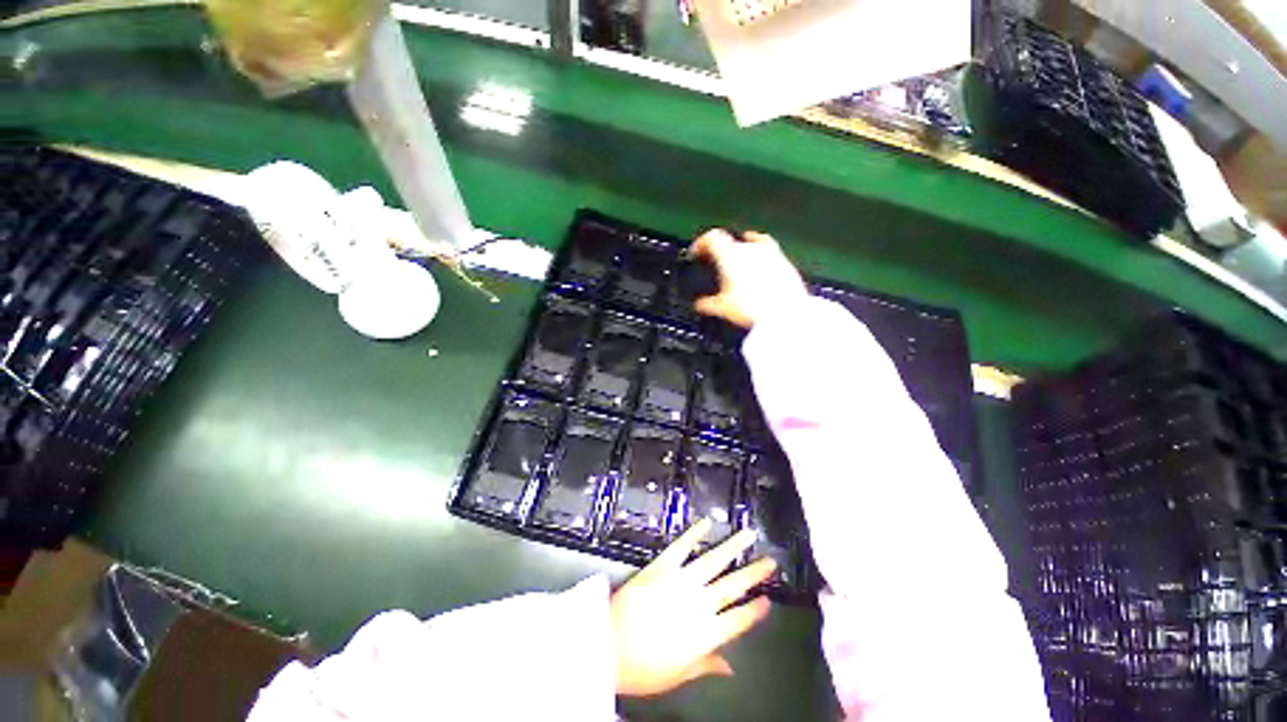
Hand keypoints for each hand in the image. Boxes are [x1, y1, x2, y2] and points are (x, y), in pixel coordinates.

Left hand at [611, 520, 775, 696]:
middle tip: (770, 560)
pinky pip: (682, 546)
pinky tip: (706, 522)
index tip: (768, 599)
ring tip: (749, 534)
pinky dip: (694, 533)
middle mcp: (699, 604)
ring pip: (713, 561)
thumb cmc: (642, 668)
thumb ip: (707, 665)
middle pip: (732, 586)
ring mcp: (681, 580)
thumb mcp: (678, 675)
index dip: (755, 610)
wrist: (607, 644)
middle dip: (753, 572)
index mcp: (705, 635)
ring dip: (733, 547)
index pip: (738, 620)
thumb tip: (731, 669)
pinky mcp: (662, 565)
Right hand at [690, 229, 806, 328]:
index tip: (696, 253)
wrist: (785, 314)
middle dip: (721, 252)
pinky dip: (762, 259)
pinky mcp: (786, 263)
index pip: (712, 238)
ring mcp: (770, 254)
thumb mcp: (722, 309)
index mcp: (731, 255)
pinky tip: (762, 268)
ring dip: (743, 252)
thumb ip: (707, 304)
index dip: (701, 243)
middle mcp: (750, 248)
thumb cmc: (751, 308)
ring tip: (739, 266)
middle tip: (716, 265)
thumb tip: (700, 305)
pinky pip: (771, 254)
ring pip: (753, 244)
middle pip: (731, 241)